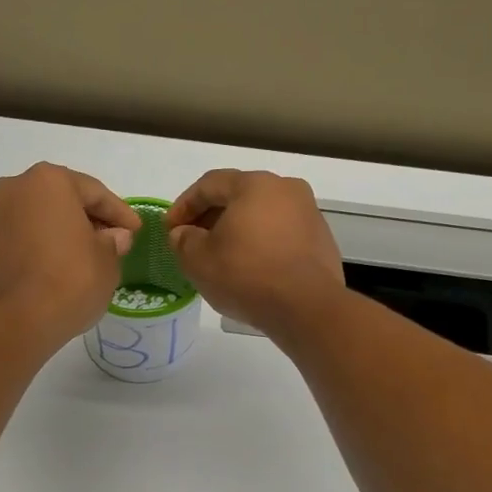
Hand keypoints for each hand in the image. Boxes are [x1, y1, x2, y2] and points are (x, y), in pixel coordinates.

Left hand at [0, 165, 138, 343]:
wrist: (10, 325)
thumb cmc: (69, 285)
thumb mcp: (107, 265)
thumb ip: (111, 243)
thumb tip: (110, 237)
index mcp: (48, 183)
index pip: (92, 192)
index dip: (118, 213)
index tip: (133, 230)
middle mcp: (8, 190)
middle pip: (51, 201)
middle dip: (75, 220)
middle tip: (97, 245)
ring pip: (19, 222)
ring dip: (39, 237)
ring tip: (56, 266)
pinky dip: (12, 257)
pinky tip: (25, 280)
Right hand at [166, 170, 345, 336]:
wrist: (306, 308)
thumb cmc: (246, 275)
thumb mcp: (198, 260)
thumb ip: (183, 240)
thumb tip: (183, 233)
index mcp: (254, 184)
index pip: (209, 184)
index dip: (183, 205)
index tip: (169, 229)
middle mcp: (286, 189)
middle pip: (239, 196)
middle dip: (211, 217)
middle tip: (192, 242)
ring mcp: (308, 214)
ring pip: (262, 216)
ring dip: (238, 231)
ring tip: (220, 257)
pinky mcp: (321, 241)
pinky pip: (281, 235)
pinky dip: (261, 245)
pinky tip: (251, 268)